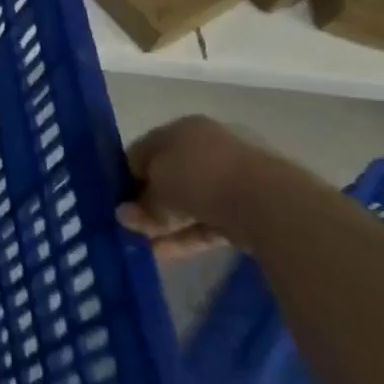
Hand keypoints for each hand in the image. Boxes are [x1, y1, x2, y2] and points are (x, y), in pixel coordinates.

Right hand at [115, 115, 261, 258]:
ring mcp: (232, 179)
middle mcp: (208, 148)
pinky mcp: (249, 210)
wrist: (269, 203)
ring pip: (189, 203)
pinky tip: (164, 254)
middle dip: (147, 202)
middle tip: (129, 225)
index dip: (126, 174)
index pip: (145, 150)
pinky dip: (187, 237)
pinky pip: (209, 223)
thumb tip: (125, 215)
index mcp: (184, 129)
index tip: (115, 200)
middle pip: (168, 177)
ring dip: (165, 223)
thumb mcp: (157, 188)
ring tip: (143, 246)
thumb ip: (140, 203)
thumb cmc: (200, 177)